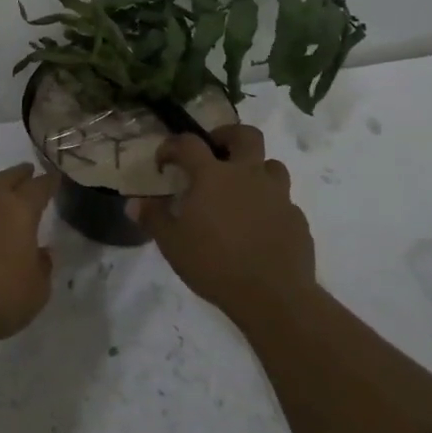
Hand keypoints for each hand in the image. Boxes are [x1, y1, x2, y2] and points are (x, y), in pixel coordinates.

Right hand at [137, 125, 315, 326]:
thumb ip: (153, 218)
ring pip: (272, 165)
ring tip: (241, 190)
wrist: (274, 297)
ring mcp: (278, 195)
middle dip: (228, 136)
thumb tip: (134, 203)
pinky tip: (260, 226)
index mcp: (213, 175)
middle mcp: (248, 175)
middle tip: (215, 153)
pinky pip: (284, 201)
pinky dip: (270, 205)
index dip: (172, 146)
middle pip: (246, 135)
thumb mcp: (172, 244)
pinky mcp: (297, 219)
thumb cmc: (215, 264)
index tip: (164, 162)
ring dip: (256, 170)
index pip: (189, 143)